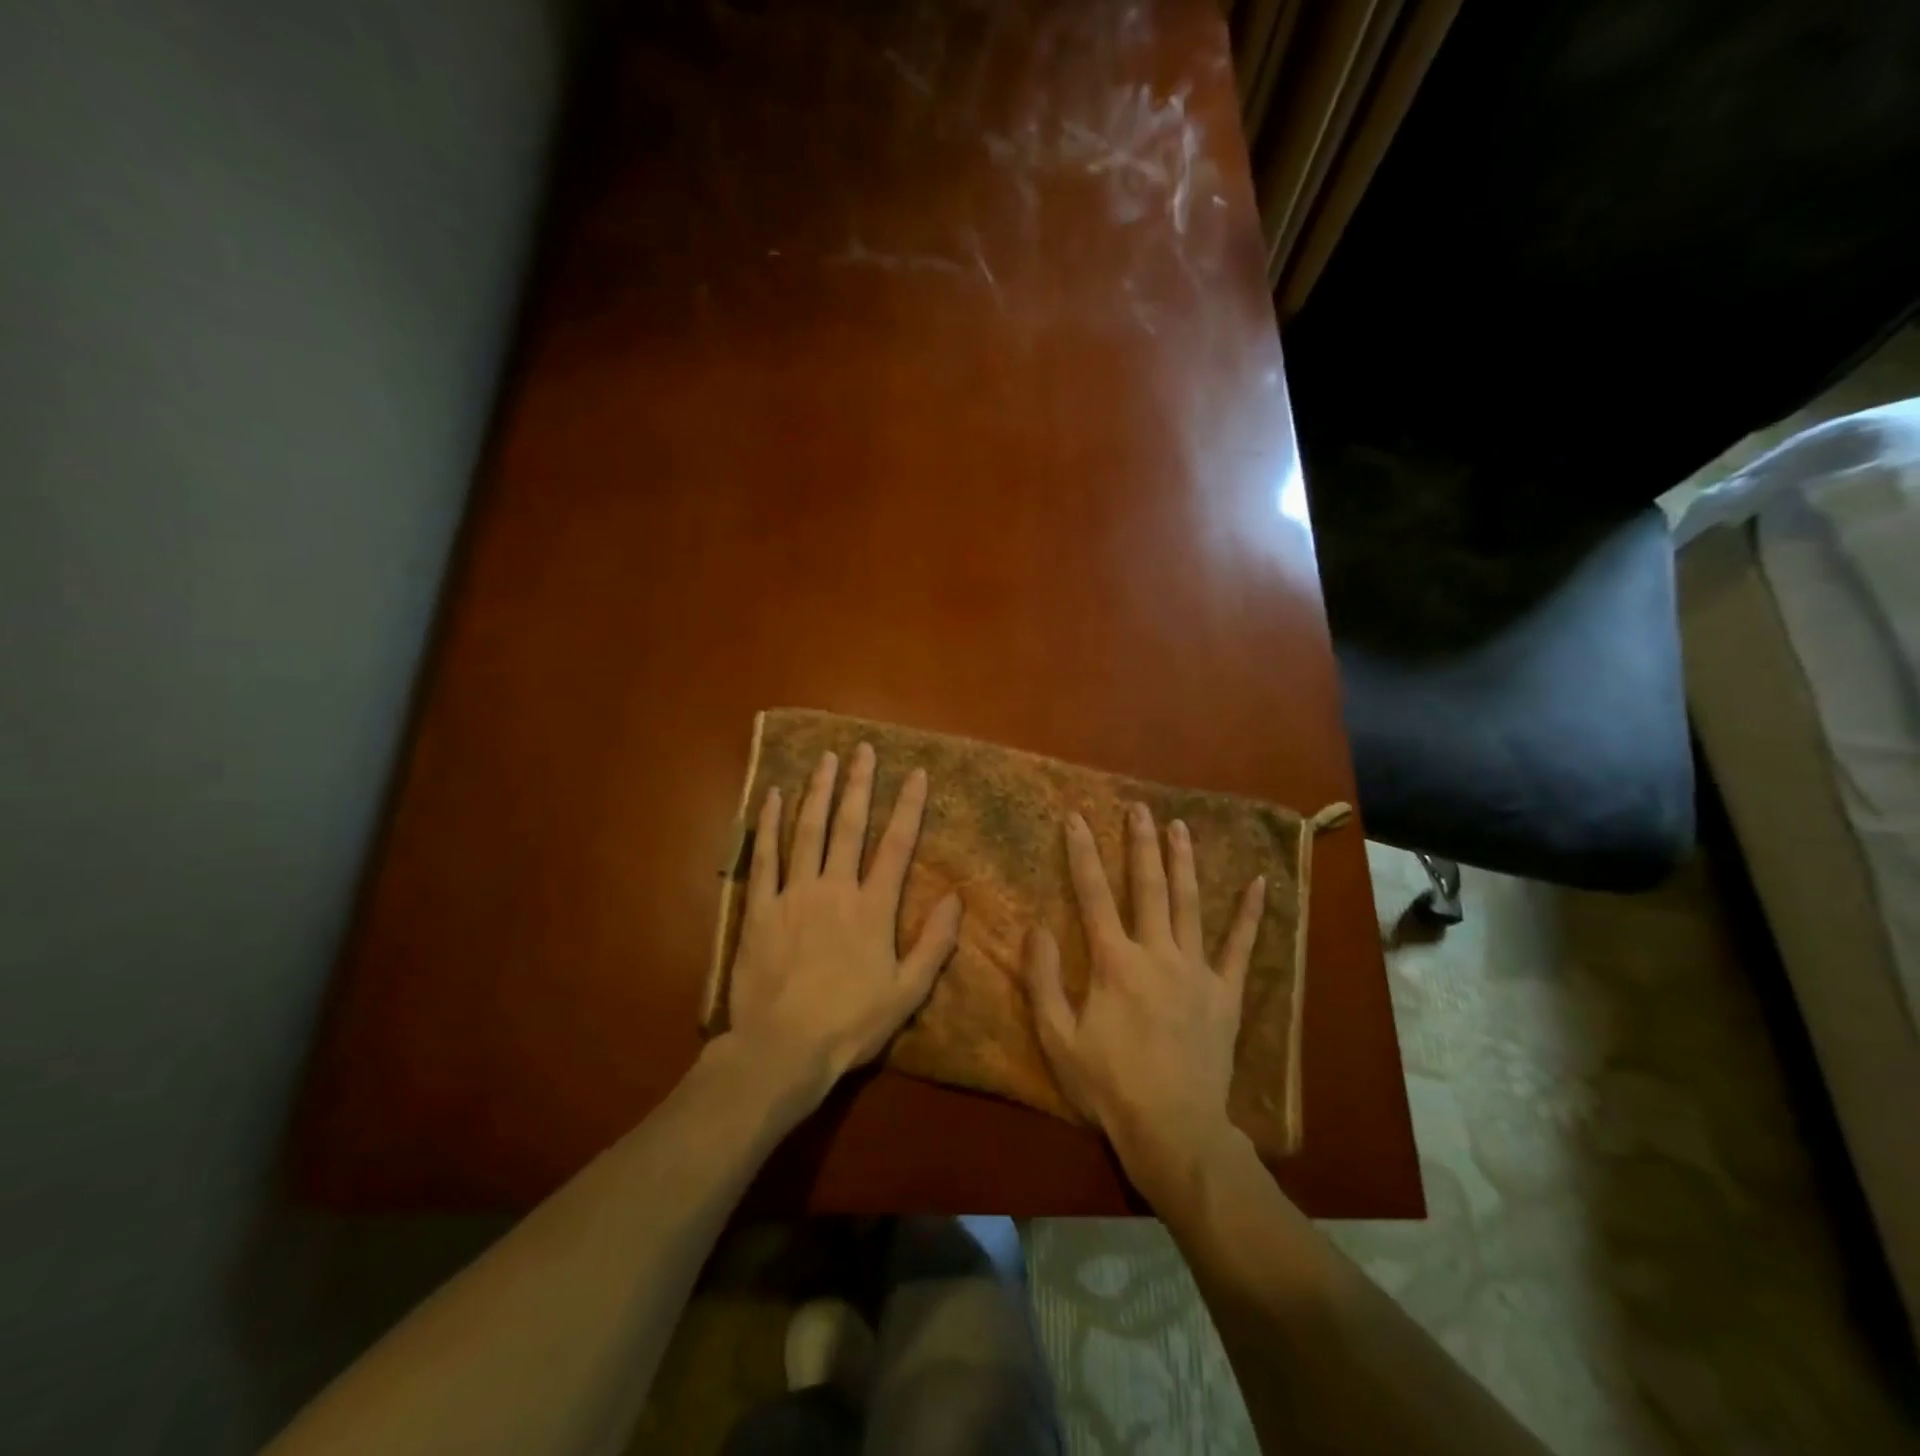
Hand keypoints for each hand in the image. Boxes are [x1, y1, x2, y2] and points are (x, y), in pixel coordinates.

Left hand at [725, 743, 962, 1105]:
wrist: (782, 1048)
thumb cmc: (850, 1024)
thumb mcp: (908, 992)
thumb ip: (935, 943)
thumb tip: (958, 897)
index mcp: (873, 908)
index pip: (896, 846)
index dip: (909, 807)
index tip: (916, 773)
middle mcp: (834, 888)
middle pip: (849, 826)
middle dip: (859, 784)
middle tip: (863, 749)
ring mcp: (794, 894)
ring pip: (807, 831)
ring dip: (817, 791)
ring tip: (825, 759)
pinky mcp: (760, 908)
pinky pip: (764, 857)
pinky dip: (767, 824)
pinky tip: (770, 796)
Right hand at [1023, 802, 1263, 1187]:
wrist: (1173, 1130)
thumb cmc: (1108, 1085)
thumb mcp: (1057, 1038)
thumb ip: (1042, 980)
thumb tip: (1037, 927)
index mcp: (1114, 962)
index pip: (1094, 894)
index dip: (1082, 853)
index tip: (1077, 817)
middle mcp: (1157, 953)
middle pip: (1148, 887)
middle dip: (1140, 843)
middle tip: (1139, 807)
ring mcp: (1196, 971)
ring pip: (1190, 904)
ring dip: (1183, 862)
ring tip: (1179, 826)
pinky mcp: (1225, 994)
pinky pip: (1239, 948)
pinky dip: (1249, 915)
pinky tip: (1260, 884)